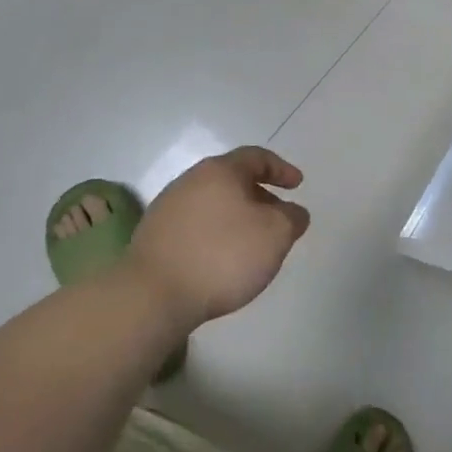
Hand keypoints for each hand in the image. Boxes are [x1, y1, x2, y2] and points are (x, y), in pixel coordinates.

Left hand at [127, 147, 310, 329]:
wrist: (153, 295)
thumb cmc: (223, 255)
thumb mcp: (275, 234)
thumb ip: (292, 218)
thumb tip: (294, 212)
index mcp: (220, 170)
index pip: (256, 157)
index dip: (281, 169)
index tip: (298, 185)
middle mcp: (190, 181)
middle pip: (233, 180)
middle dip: (260, 196)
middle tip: (279, 218)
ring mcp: (168, 208)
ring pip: (214, 203)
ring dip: (238, 217)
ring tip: (253, 243)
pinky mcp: (155, 236)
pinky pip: (197, 226)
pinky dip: (217, 234)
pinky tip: (223, 260)